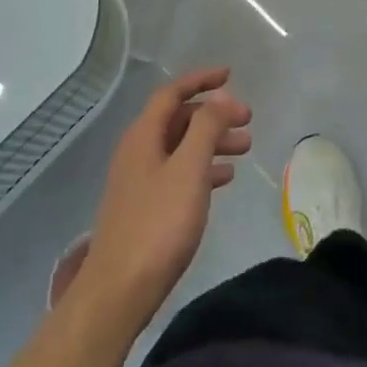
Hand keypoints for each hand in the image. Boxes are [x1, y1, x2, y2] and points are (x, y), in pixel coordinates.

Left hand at [75, 68, 251, 330]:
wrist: (119, 291)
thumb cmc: (158, 224)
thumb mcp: (190, 170)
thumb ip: (207, 128)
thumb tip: (220, 96)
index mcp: (143, 136)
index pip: (172, 93)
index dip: (200, 80)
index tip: (230, 75)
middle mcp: (138, 151)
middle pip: (178, 119)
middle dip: (213, 114)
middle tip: (247, 121)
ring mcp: (139, 181)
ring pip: (180, 147)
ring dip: (212, 142)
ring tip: (246, 149)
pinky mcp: (144, 208)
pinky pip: (178, 173)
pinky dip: (202, 167)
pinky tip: (224, 178)